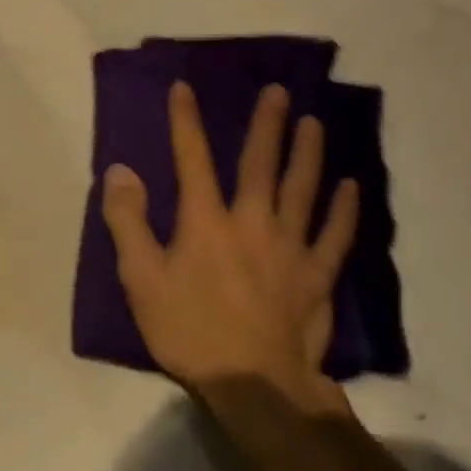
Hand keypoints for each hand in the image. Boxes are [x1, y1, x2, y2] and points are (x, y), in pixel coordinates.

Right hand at [100, 82, 358, 416]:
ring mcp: (290, 247)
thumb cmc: (188, 329)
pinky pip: (334, 234)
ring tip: (313, 122)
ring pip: (303, 189)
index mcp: (205, 222)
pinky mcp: (317, 275)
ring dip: (308, 152)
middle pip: (260, 164)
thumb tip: (120, 171)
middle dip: (266, 124)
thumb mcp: (140, 278)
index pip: (192, 159)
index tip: (184, 88)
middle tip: (277, 91)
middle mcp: (252, 222)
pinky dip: (343, 209)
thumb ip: (128, 222)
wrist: (252, 382)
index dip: (186, 121)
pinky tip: (350, 187)